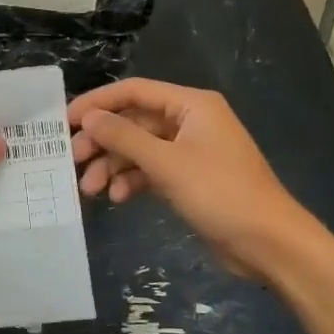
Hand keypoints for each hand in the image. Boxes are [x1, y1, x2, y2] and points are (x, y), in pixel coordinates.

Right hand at [67, 79, 309, 276]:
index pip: (134, 91)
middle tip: (72, 161)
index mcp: (191, 105)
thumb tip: (88, 118)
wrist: (268, 242)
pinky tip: (118, 199)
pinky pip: (151, 170)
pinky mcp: (190, 178)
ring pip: (139, 149)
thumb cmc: (220, 193)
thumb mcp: (166, 163)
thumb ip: (124, 137)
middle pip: (134, 121)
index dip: (97, 103)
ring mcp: (190, 151)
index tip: (64, 121)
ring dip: (114, 165)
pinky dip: (132, 181)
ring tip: (90, 189)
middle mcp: (190, 121)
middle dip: (103, 141)